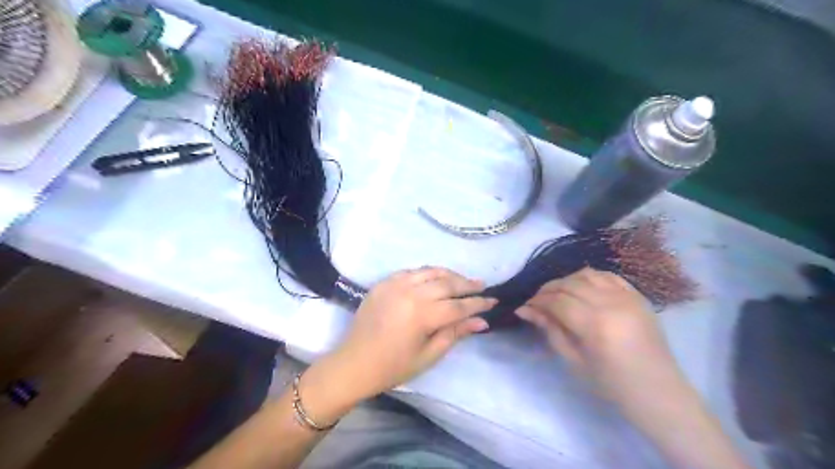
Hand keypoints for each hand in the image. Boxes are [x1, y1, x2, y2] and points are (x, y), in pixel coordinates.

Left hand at [300, 267, 493, 420]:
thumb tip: (481, 322)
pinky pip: (412, 272)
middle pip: (447, 283)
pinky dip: (427, 273)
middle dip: (467, 284)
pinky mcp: (384, 282)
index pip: (459, 306)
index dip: (478, 304)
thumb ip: (455, 333)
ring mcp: (395, 284)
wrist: (354, 363)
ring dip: (449, 274)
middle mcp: (410, 293)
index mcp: (422, 315)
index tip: (494, 301)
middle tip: (482, 285)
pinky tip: (435, 279)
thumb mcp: (428, 355)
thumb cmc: (393, 367)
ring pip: (430, 272)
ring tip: (462, 280)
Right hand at [516, 269, 683, 407]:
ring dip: (567, 280)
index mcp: (595, 325)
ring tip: (557, 293)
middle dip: (548, 289)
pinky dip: (590, 277)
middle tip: (537, 301)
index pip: (557, 301)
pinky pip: (608, 275)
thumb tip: (525, 310)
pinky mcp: (637, 296)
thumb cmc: (611, 383)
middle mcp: (611, 304)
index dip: (537, 301)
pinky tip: (581, 287)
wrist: (657, 390)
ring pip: (587, 274)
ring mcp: (627, 297)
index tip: (525, 307)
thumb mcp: (573, 360)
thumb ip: (550, 330)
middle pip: (569, 284)